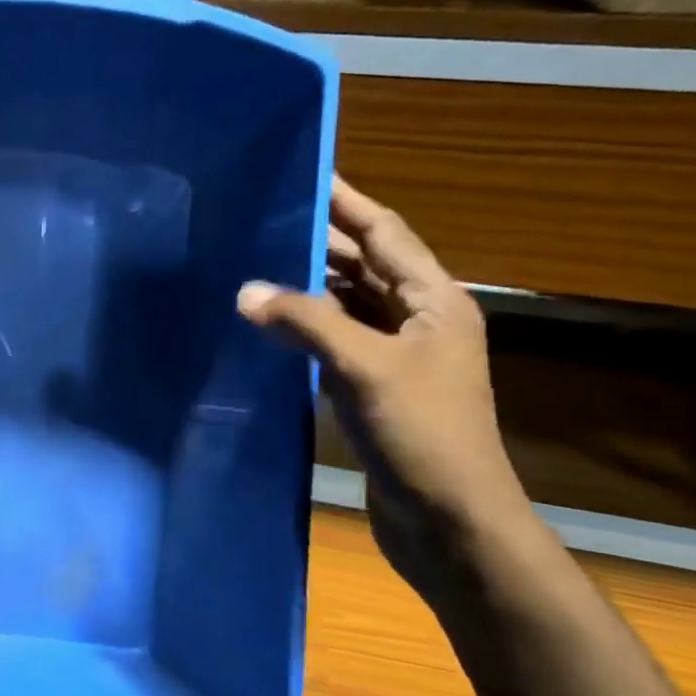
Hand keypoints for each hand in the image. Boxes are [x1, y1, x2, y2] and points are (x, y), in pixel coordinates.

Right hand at [237, 178, 529, 601]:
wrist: (450, 522)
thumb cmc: (422, 435)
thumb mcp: (364, 369)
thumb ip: (305, 323)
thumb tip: (244, 292)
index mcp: (434, 301)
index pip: (384, 233)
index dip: (348, 200)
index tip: (307, 173)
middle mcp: (417, 320)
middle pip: (363, 265)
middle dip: (318, 240)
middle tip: (262, 217)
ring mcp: (395, 356)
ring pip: (345, 304)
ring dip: (306, 285)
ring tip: (254, 261)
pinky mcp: (373, 387)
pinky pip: (333, 340)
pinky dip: (303, 327)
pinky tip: (267, 322)